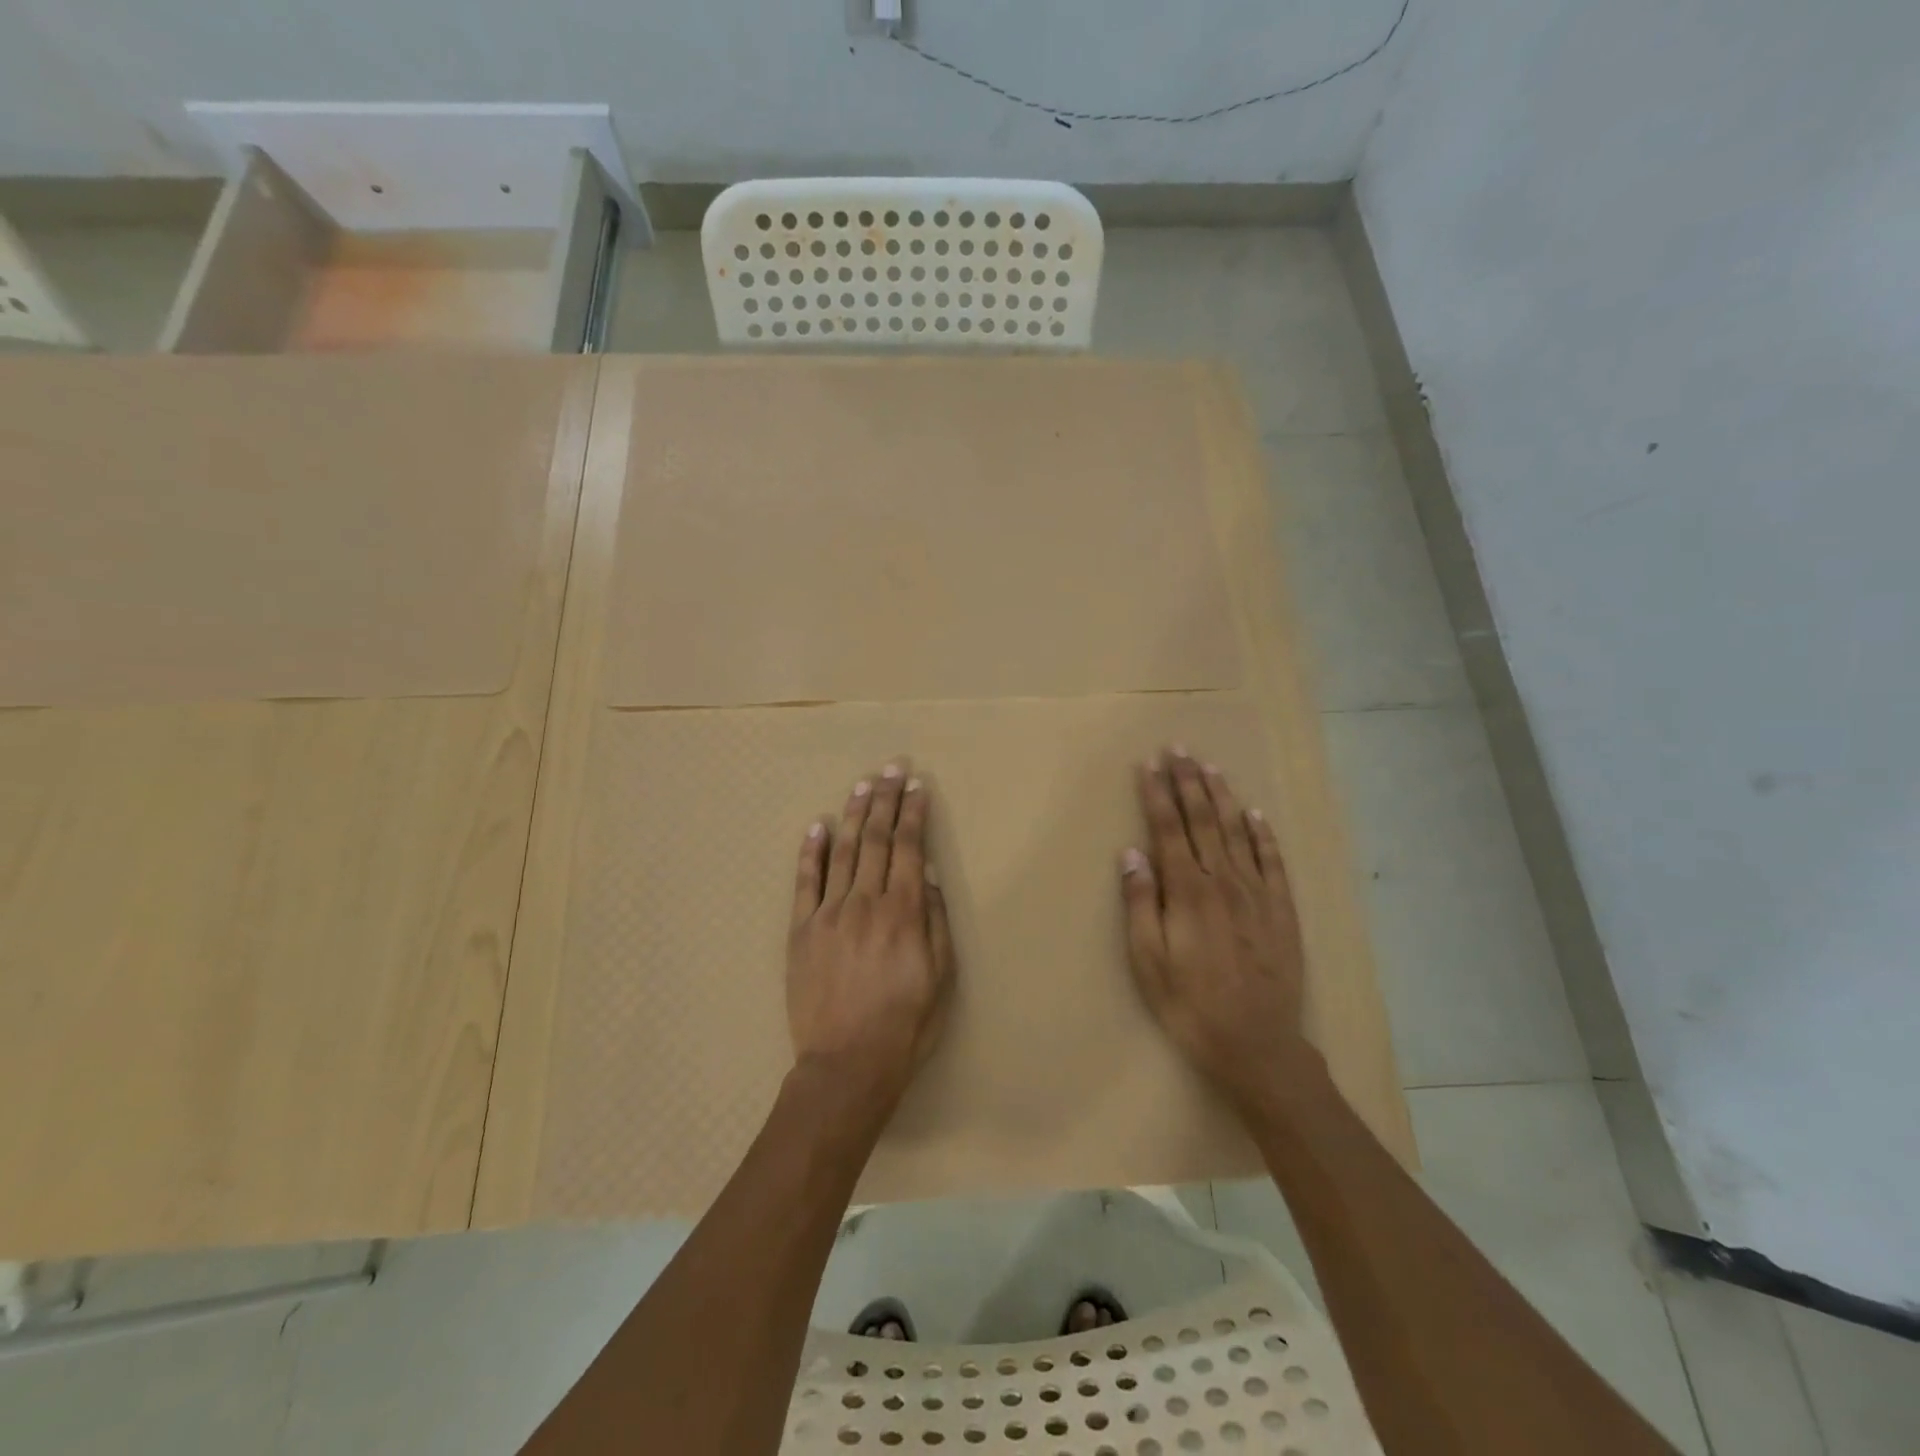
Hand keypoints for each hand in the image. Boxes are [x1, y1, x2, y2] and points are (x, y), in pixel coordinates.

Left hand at [788, 761, 955, 1111]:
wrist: (847, 1065)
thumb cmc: (906, 1024)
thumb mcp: (941, 977)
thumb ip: (935, 920)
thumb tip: (930, 873)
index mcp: (904, 912)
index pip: (911, 848)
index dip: (914, 813)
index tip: (918, 786)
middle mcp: (867, 902)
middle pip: (878, 839)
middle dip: (886, 799)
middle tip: (892, 767)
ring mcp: (830, 914)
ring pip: (845, 851)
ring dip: (855, 814)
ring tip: (863, 783)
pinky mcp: (802, 931)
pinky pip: (806, 883)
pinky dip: (812, 852)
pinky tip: (818, 826)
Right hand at [1121, 750, 1311, 1112]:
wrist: (1259, 1046)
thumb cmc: (1191, 1006)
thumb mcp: (1149, 962)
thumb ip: (1140, 904)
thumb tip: (1131, 853)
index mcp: (1187, 892)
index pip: (1168, 829)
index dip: (1157, 794)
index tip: (1149, 764)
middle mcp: (1223, 881)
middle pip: (1203, 820)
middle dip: (1187, 782)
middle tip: (1178, 748)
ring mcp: (1257, 894)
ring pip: (1238, 831)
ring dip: (1222, 796)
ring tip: (1209, 767)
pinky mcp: (1282, 910)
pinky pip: (1272, 861)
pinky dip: (1263, 834)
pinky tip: (1256, 813)